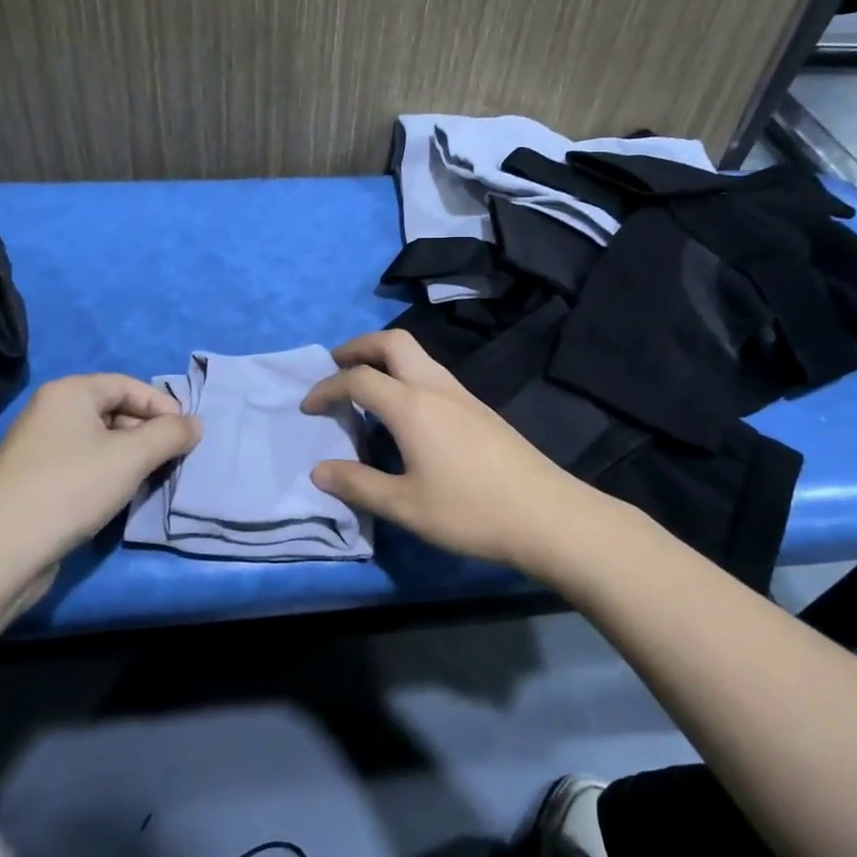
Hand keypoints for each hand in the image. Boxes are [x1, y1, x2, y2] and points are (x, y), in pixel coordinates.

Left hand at [0, 374, 201, 562]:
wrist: (2, 550)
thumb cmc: (72, 488)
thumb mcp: (132, 456)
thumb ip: (171, 434)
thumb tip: (196, 424)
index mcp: (69, 393)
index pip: (127, 385)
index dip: (162, 405)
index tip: (187, 433)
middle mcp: (49, 412)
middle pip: (113, 411)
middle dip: (148, 432)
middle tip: (173, 458)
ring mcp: (37, 448)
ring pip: (98, 441)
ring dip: (130, 456)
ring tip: (151, 478)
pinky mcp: (33, 481)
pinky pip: (82, 465)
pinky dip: (107, 474)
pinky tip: (120, 496)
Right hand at [301, 330, 609, 573]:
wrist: (548, 514)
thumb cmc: (471, 511)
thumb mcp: (405, 506)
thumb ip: (359, 485)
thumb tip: (319, 470)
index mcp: (412, 406)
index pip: (358, 379)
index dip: (327, 388)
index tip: (308, 408)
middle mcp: (436, 388)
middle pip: (393, 342)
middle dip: (359, 346)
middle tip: (337, 366)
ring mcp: (463, 396)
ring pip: (417, 355)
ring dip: (385, 359)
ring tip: (367, 387)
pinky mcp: (480, 410)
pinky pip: (433, 375)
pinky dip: (406, 375)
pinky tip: (406, 412)